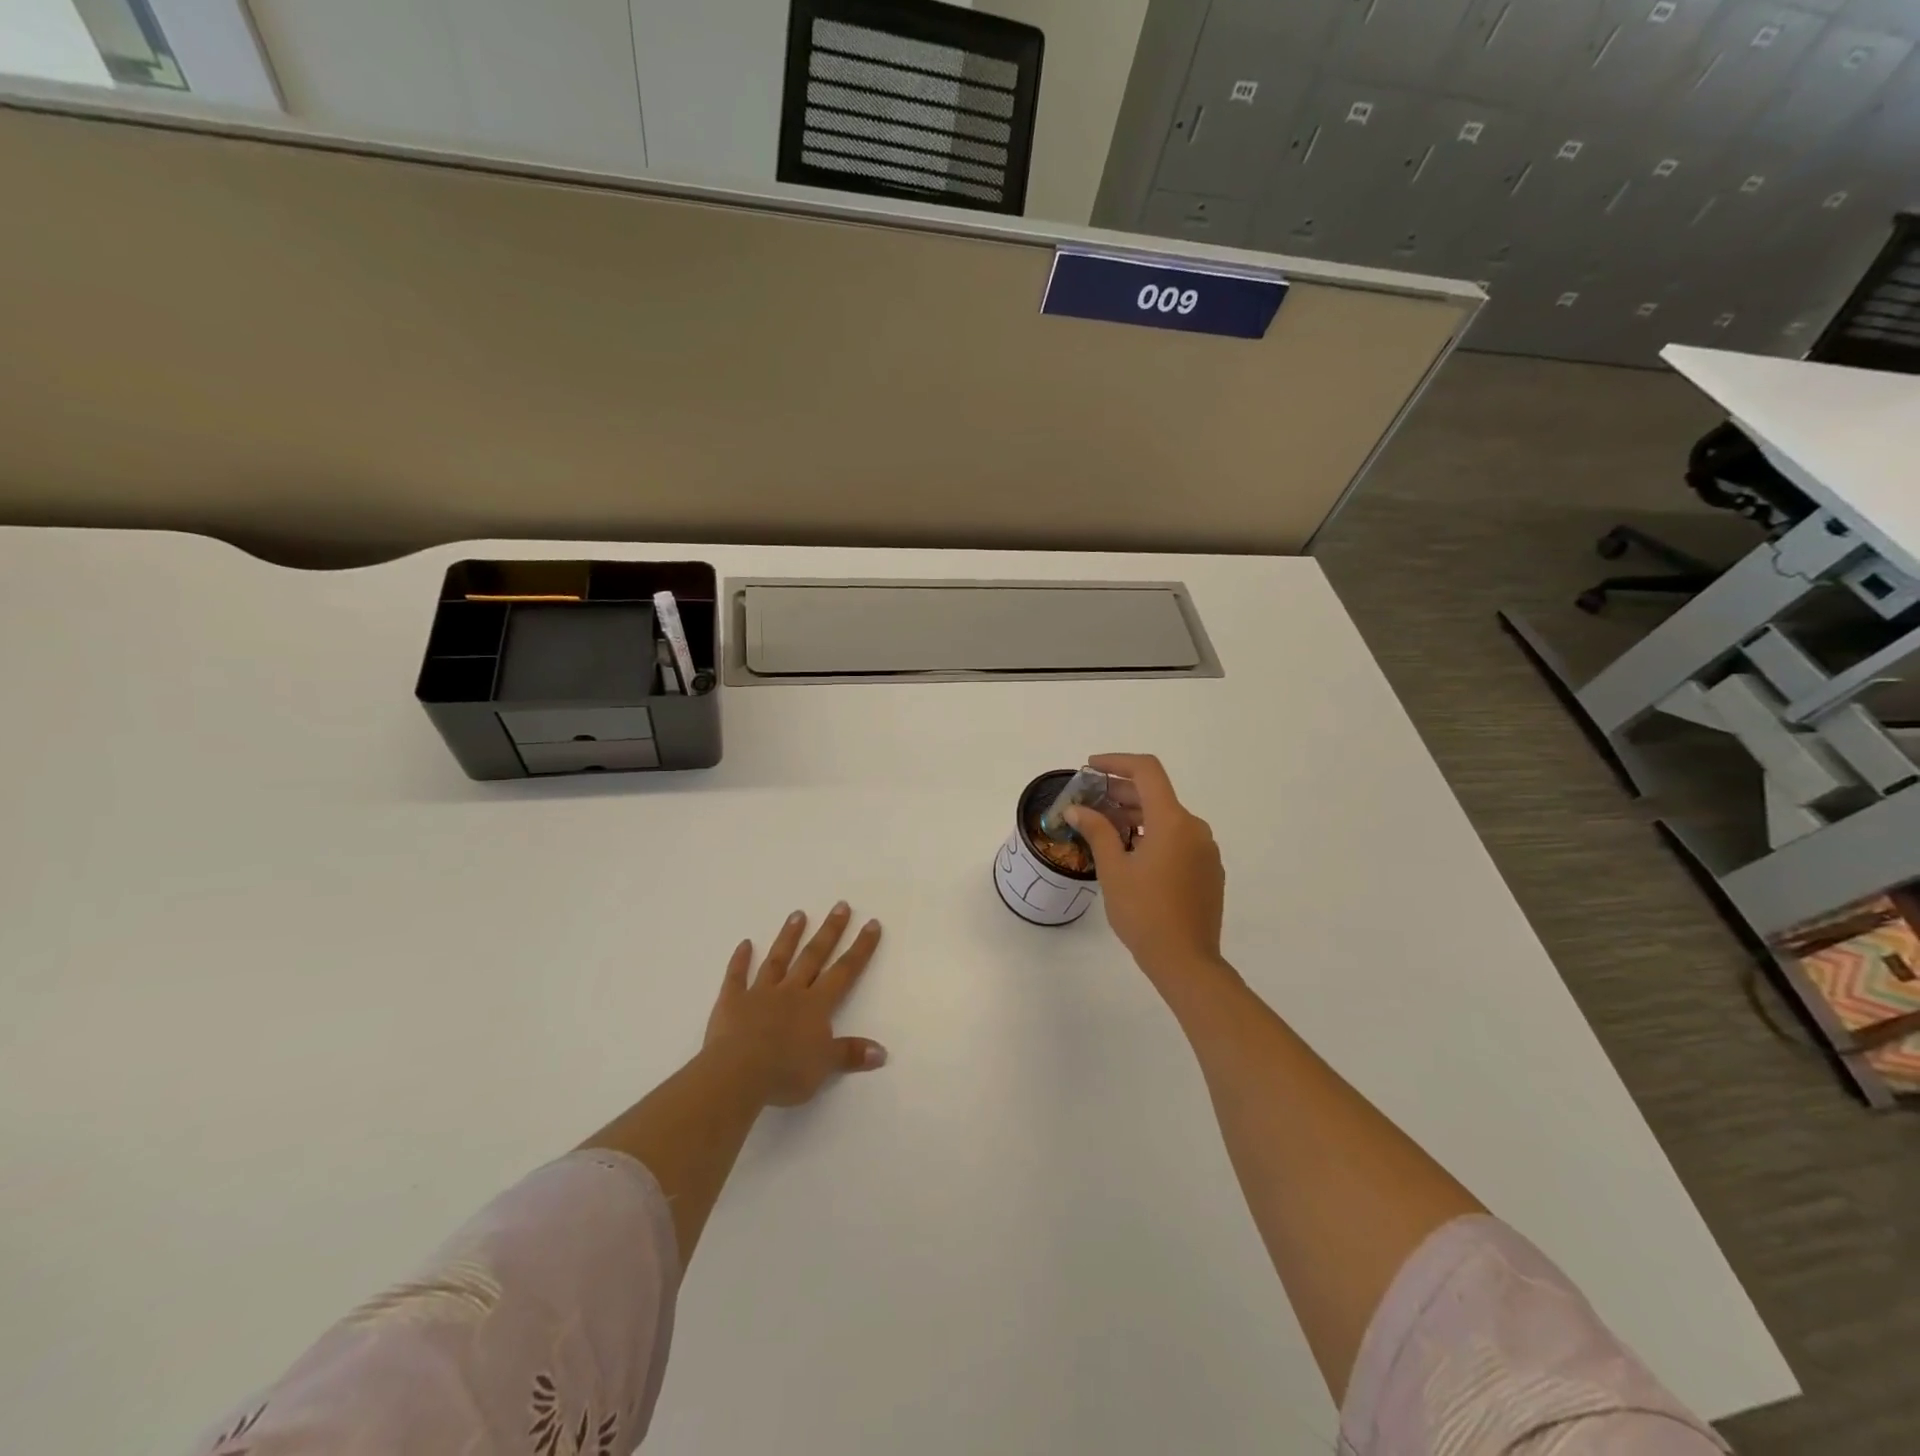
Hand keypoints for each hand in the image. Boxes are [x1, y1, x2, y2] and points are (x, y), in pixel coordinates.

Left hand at [704, 903, 887, 1106]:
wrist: (738, 1073)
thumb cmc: (786, 1071)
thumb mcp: (825, 1067)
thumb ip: (851, 1054)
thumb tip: (882, 1052)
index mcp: (816, 1005)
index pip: (844, 971)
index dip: (860, 948)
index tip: (871, 923)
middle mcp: (791, 991)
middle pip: (813, 956)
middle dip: (829, 931)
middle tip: (840, 905)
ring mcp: (760, 993)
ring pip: (778, 959)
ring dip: (789, 936)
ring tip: (798, 913)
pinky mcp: (732, 1001)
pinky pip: (737, 976)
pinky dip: (740, 960)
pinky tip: (744, 944)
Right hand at [1065, 753, 1224, 982]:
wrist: (1186, 961)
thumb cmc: (1144, 913)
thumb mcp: (1113, 870)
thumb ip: (1096, 831)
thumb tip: (1076, 809)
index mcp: (1172, 821)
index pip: (1147, 771)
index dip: (1117, 762)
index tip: (1090, 768)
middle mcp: (1195, 828)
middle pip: (1157, 794)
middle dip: (1121, 792)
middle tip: (1089, 801)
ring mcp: (1205, 850)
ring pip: (1168, 818)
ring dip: (1137, 816)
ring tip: (1105, 828)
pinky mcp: (1209, 870)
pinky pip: (1179, 840)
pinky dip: (1154, 835)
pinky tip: (1132, 854)